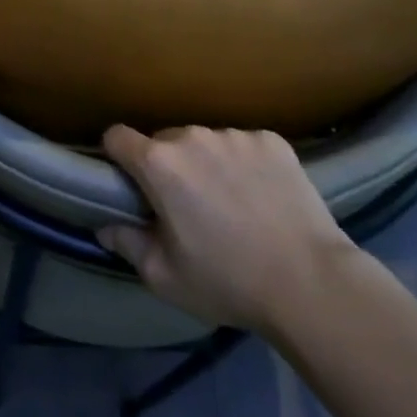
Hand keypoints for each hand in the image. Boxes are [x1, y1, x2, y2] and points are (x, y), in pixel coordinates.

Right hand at [97, 125, 357, 332]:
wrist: (310, 282)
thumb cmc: (227, 280)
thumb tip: (106, 226)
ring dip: (207, 164)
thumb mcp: (165, 276)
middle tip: (186, 205)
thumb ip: (128, 243)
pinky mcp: (272, 140)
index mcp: (160, 164)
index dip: (117, 156)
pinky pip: (244, 145)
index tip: (128, 182)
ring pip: (206, 142)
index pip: (117, 136)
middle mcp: (193, 136)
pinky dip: (245, 165)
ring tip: (231, 203)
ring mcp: (235, 134)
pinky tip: (262, 197)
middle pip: (165, 141)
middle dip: (167, 166)